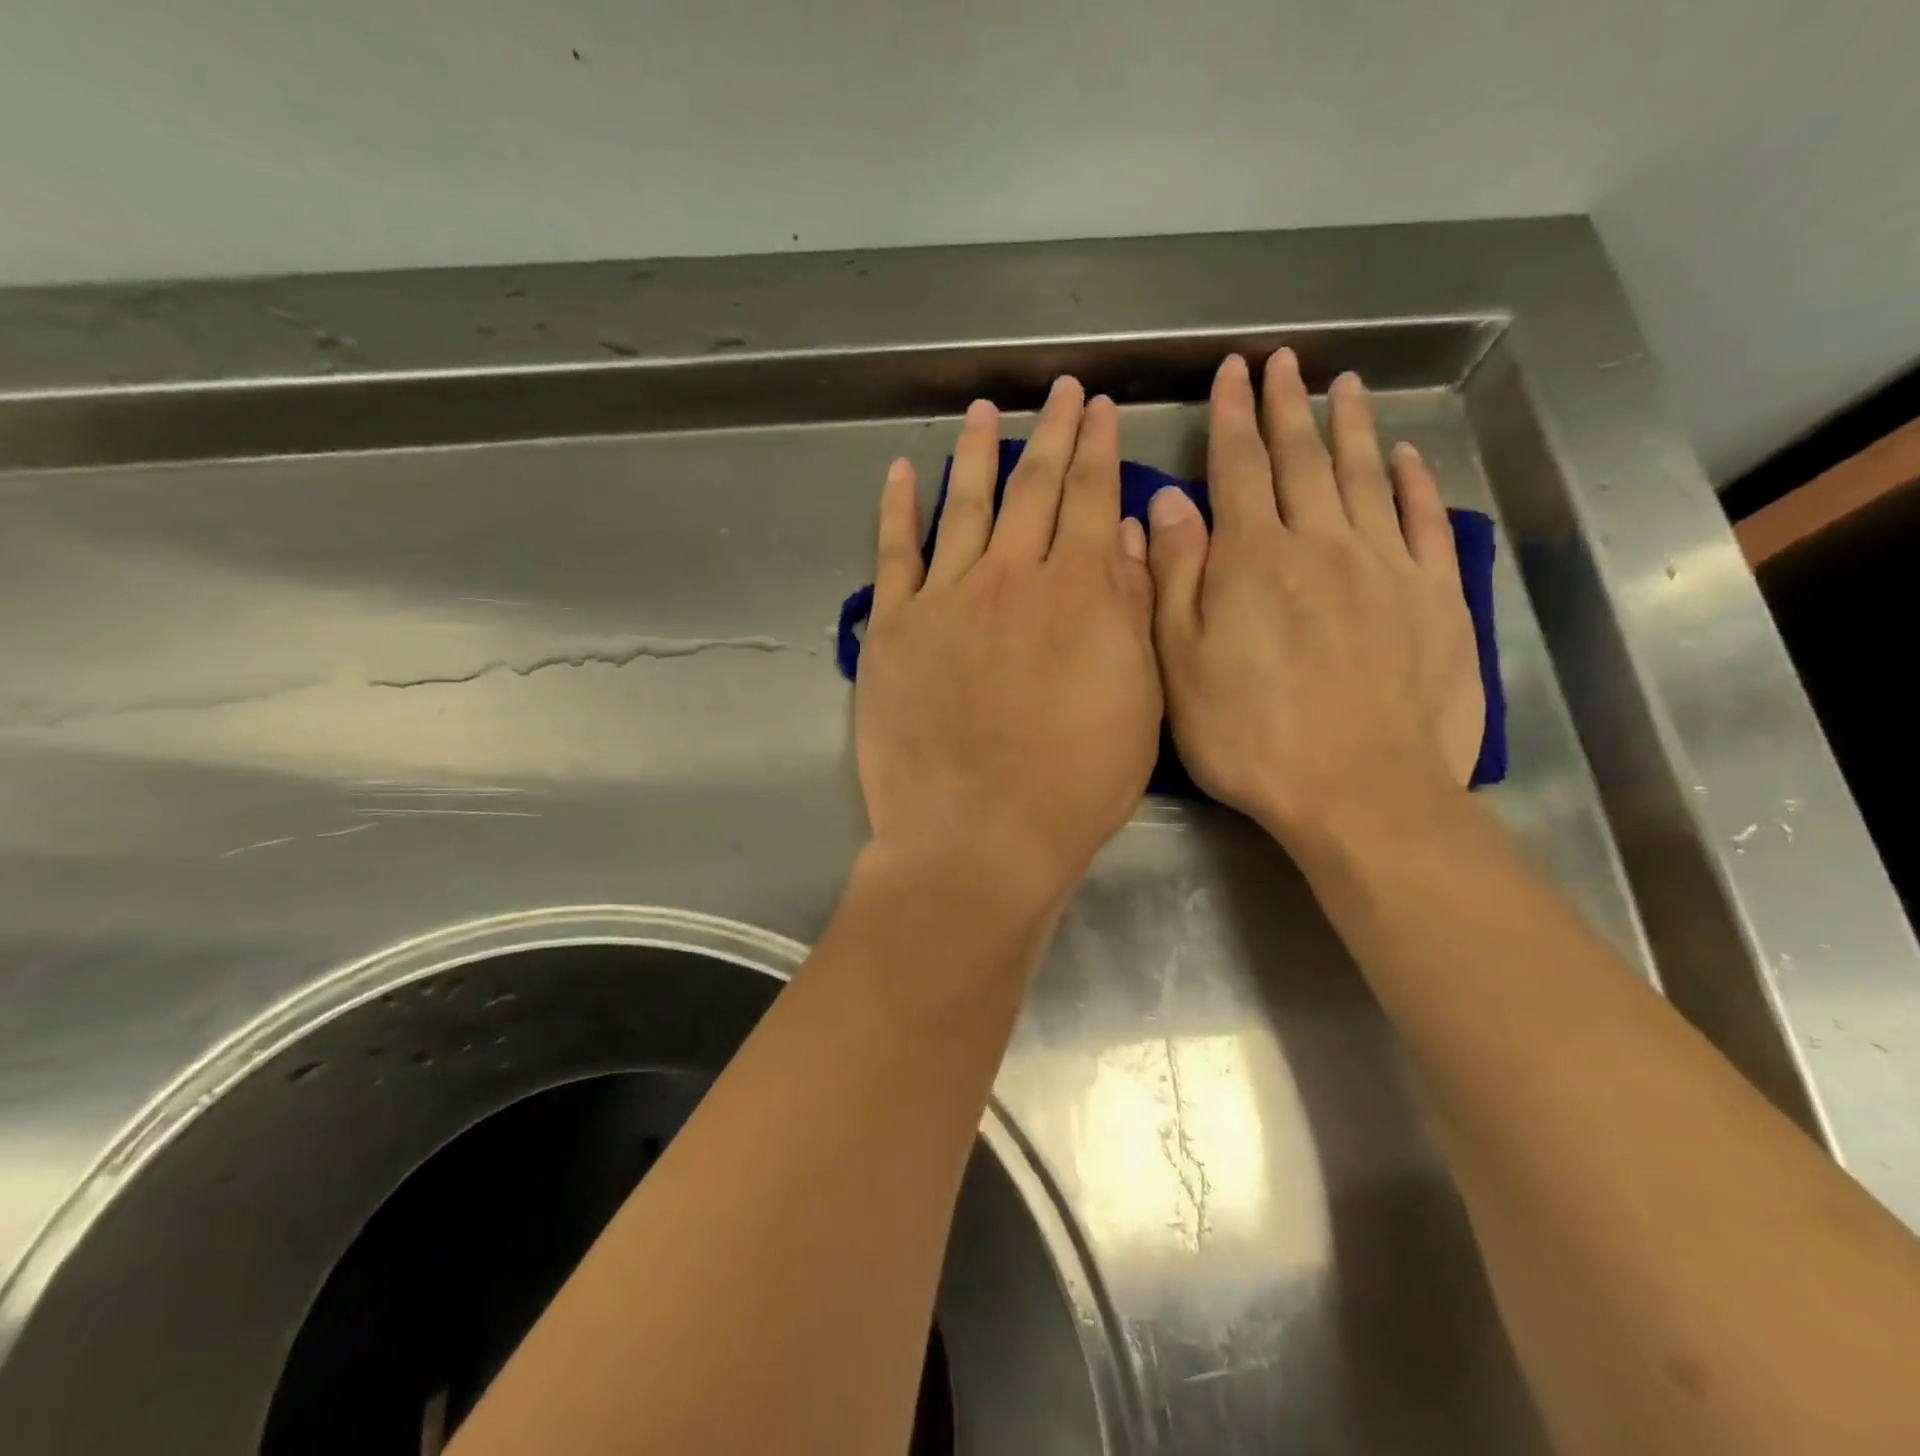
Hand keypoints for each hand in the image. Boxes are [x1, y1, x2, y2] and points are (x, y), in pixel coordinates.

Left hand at [855, 377, 1160, 914]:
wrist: (979, 836)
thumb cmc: (1074, 783)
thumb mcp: (1135, 701)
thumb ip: (1129, 610)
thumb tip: (1121, 536)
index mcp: (1078, 592)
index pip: (1092, 499)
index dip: (1100, 449)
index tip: (1103, 410)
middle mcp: (1011, 577)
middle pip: (1034, 488)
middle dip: (1053, 434)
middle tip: (1062, 390)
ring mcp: (945, 598)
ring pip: (965, 505)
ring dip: (978, 453)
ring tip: (984, 411)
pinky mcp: (894, 629)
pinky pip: (894, 554)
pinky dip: (897, 508)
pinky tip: (903, 471)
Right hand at [1146, 351, 1483, 844]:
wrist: (1359, 790)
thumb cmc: (1249, 735)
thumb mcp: (1180, 663)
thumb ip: (1175, 576)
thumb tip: (1171, 502)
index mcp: (1252, 559)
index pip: (1237, 468)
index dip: (1232, 417)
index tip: (1233, 374)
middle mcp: (1320, 543)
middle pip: (1301, 459)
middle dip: (1287, 406)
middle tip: (1284, 362)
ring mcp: (1385, 566)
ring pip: (1364, 476)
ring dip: (1350, 426)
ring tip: (1344, 385)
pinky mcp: (1435, 597)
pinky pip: (1423, 521)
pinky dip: (1414, 482)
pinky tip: (1405, 456)